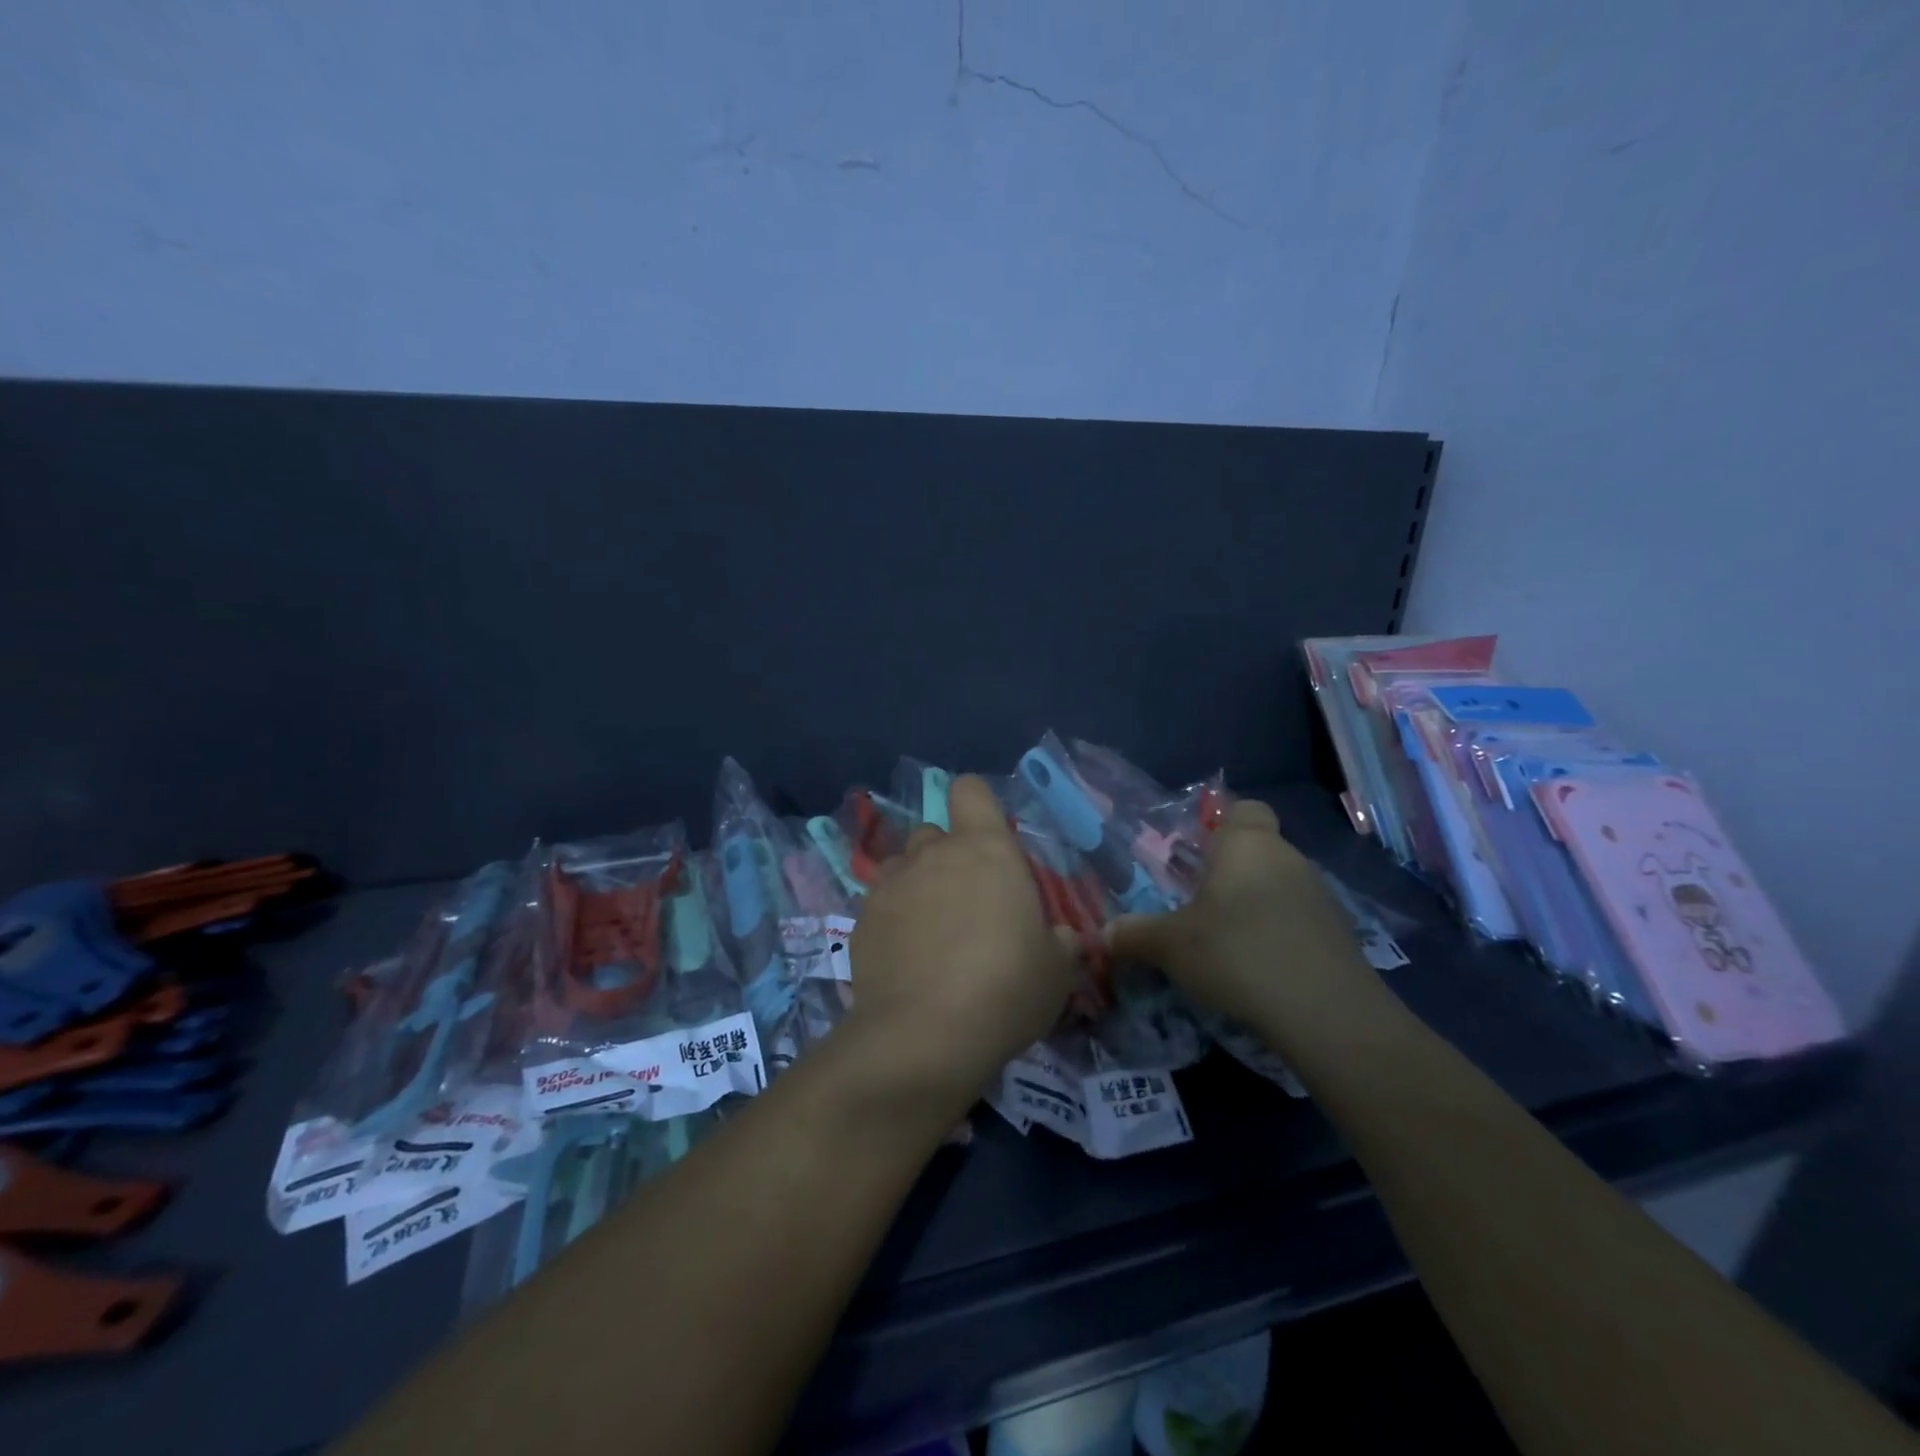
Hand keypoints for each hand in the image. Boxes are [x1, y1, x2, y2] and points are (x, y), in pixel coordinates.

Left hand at [841, 775, 1077, 1116]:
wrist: (924, 1036)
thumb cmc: (1006, 989)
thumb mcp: (1056, 971)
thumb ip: (1062, 943)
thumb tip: (1064, 940)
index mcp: (985, 849)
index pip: (970, 790)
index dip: (978, 806)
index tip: (989, 840)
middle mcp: (933, 854)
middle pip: (935, 832)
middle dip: (948, 856)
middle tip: (967, 903)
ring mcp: (890, 884)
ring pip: (903, 865)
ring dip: (917, 885)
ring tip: (930, 930)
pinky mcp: (861, 919)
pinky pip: (879, 903)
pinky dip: (892, 920)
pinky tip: (904, 959)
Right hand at [1107, 799, 1386, 1049]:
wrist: (1327, 1013)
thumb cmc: (1238, 953)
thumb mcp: (1171, 946)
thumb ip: (1135, 935)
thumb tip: (1104, 934)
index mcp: (1247, 845)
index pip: (1243, 808)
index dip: (1222, 823)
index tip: (1196, 853)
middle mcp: (1288, 858)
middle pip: (1258, 850)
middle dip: (1230, 873)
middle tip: (1196, 905)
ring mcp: (1320, 896)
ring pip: (1279, 886)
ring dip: (1255, 906)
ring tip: (1226, 942)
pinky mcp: (1340, 935)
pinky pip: (1299, 920)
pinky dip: (1279, 935)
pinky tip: (1260, 968)